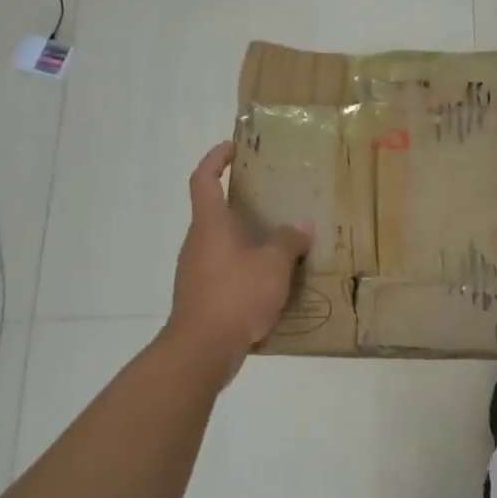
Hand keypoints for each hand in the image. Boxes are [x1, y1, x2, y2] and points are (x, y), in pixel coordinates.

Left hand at [166, 142, 312, 382]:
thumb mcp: (274, 264)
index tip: (233, 148)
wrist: (201, 349)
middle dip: (242, 203)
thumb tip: (301, 225)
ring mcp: (196, 271)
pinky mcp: (201, 296)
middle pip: (214, 212)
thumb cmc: (236, 294)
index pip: (204, 179)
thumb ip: (288, 240)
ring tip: (280, 242)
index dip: (215, 159)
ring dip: (247, 239)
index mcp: (210, 224)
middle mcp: (198, 242)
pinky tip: (270, 282)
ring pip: (222, 244)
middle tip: (274, 200)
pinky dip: (245, 268)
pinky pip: (225, 270)